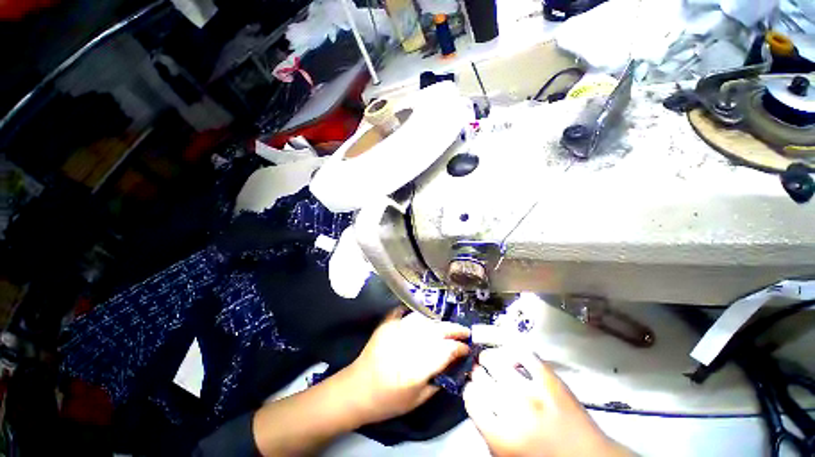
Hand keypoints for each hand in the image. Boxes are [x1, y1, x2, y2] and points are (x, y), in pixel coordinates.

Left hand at [343, 308, 469, 423]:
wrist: (356, 390)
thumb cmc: (387, 401)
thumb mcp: (417, 400)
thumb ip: (437, 381)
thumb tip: (453, 365)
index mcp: (416, 368)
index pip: (445, 351)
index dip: (459, 348)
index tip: (467, 348)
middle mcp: (407, 345)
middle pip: (436, 331)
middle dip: (454, 330)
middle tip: (465, 331)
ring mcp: (395, 331)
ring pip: (424, 320)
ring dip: (438, 322)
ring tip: (447, 327)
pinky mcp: (387, 325)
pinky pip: (406, 314)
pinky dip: (417, 314)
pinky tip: (425, 316)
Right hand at [463, 347, 630, 456]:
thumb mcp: (507, 456)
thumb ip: (487, 430)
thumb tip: (477, 402)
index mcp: (500, 436)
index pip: (471, 398)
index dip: (469, 390)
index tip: (473, 388)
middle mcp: (512, 409)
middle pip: (481, 377)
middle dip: (477, 373)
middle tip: (480, 371)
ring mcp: (532, 391)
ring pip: (496, 360)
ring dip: (489, 358)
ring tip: (490, 358)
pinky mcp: (550, 379)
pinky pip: (524, 354)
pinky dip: (512, 350)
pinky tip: (509, 353)